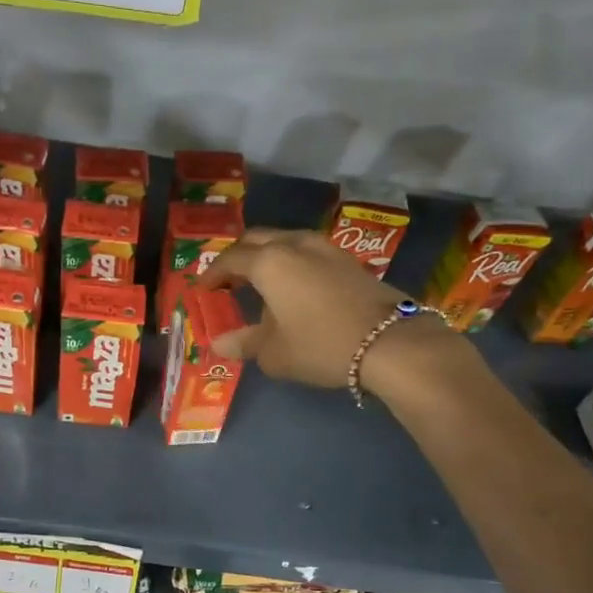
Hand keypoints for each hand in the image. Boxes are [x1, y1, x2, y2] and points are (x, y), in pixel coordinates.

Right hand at [197, 228, 456, 389]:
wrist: (390, 343)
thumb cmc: (321, 346)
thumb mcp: (274, 353)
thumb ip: (244, 343)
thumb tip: (220, 342)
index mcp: (268, 262)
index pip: (229, 260)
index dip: (212, 274)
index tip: (202, 290)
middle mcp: (294, 245)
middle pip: (256, 239)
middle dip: (237, 257)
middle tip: (227, 281)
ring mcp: (325, 248)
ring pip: (284, 240)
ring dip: (266, 256)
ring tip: (259, 282)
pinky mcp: (348, 260)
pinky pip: (306, 252)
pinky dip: (290, 262)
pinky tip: (294, 287)